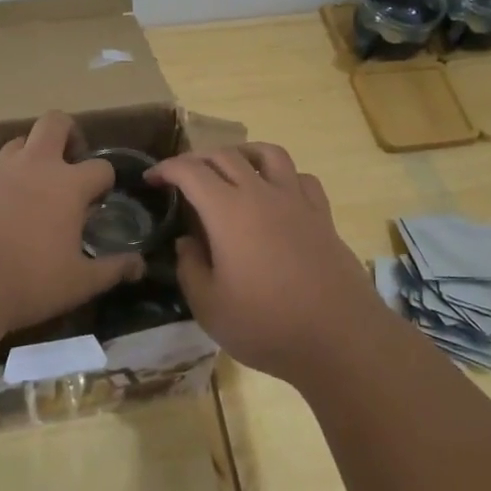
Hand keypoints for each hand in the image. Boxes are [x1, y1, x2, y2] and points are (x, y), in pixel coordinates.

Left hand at [0, 111, 144, 336]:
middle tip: (66, 161)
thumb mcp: (79, 283)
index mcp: (70, 186)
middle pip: (56, 123)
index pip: (101, 167)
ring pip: (16, 139)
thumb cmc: (28, 283)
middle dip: (66, 134)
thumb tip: (140, 265)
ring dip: (24, 153)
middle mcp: (36, 164)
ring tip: (22, 179)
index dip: (104, 181)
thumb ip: (113, 270)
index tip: (97, 200)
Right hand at [148, 143, 390, 384]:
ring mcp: (297, 202)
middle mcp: (262, 194)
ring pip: (268, 154)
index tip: (151, 179)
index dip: (166, 169)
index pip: (191, 171)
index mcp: (228, 212)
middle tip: (182, 176)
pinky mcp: (322, 216)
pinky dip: (282, 176)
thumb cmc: (267, 325)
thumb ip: (190, 268)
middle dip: (197, 159)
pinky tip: (276, 193)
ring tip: (231, 168)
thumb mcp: (210, 307)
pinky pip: (301, 178)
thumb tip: (187, 242)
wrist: (340, 337)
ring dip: (242, 153)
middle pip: (226, 156)